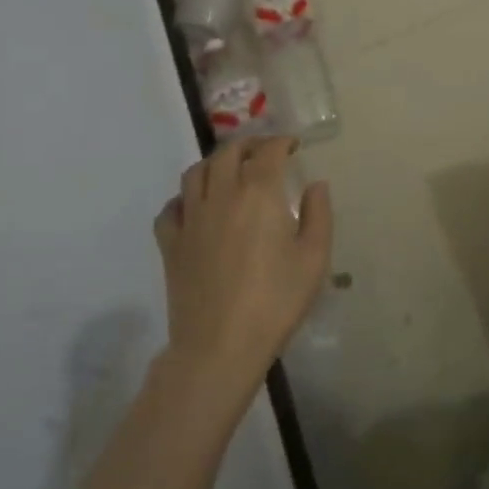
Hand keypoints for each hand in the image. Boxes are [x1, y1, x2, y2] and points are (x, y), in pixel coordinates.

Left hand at [153, 136, 331, 410]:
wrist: (219, 347)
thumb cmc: (275, 301)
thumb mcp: (314, 259)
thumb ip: (318, 214)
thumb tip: (316, 185)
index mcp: (259, 193)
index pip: (268, 151)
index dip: (281, 141)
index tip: (293, 145)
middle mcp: (221, 195)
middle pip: (228, 153)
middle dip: (249, 144)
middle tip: (264, 152)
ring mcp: (191, 219)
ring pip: (195, 173)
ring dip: (215, 163)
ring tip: (229, 171)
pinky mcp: (170, 244)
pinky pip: (171, 208)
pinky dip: (184, 199)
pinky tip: (196, 207)